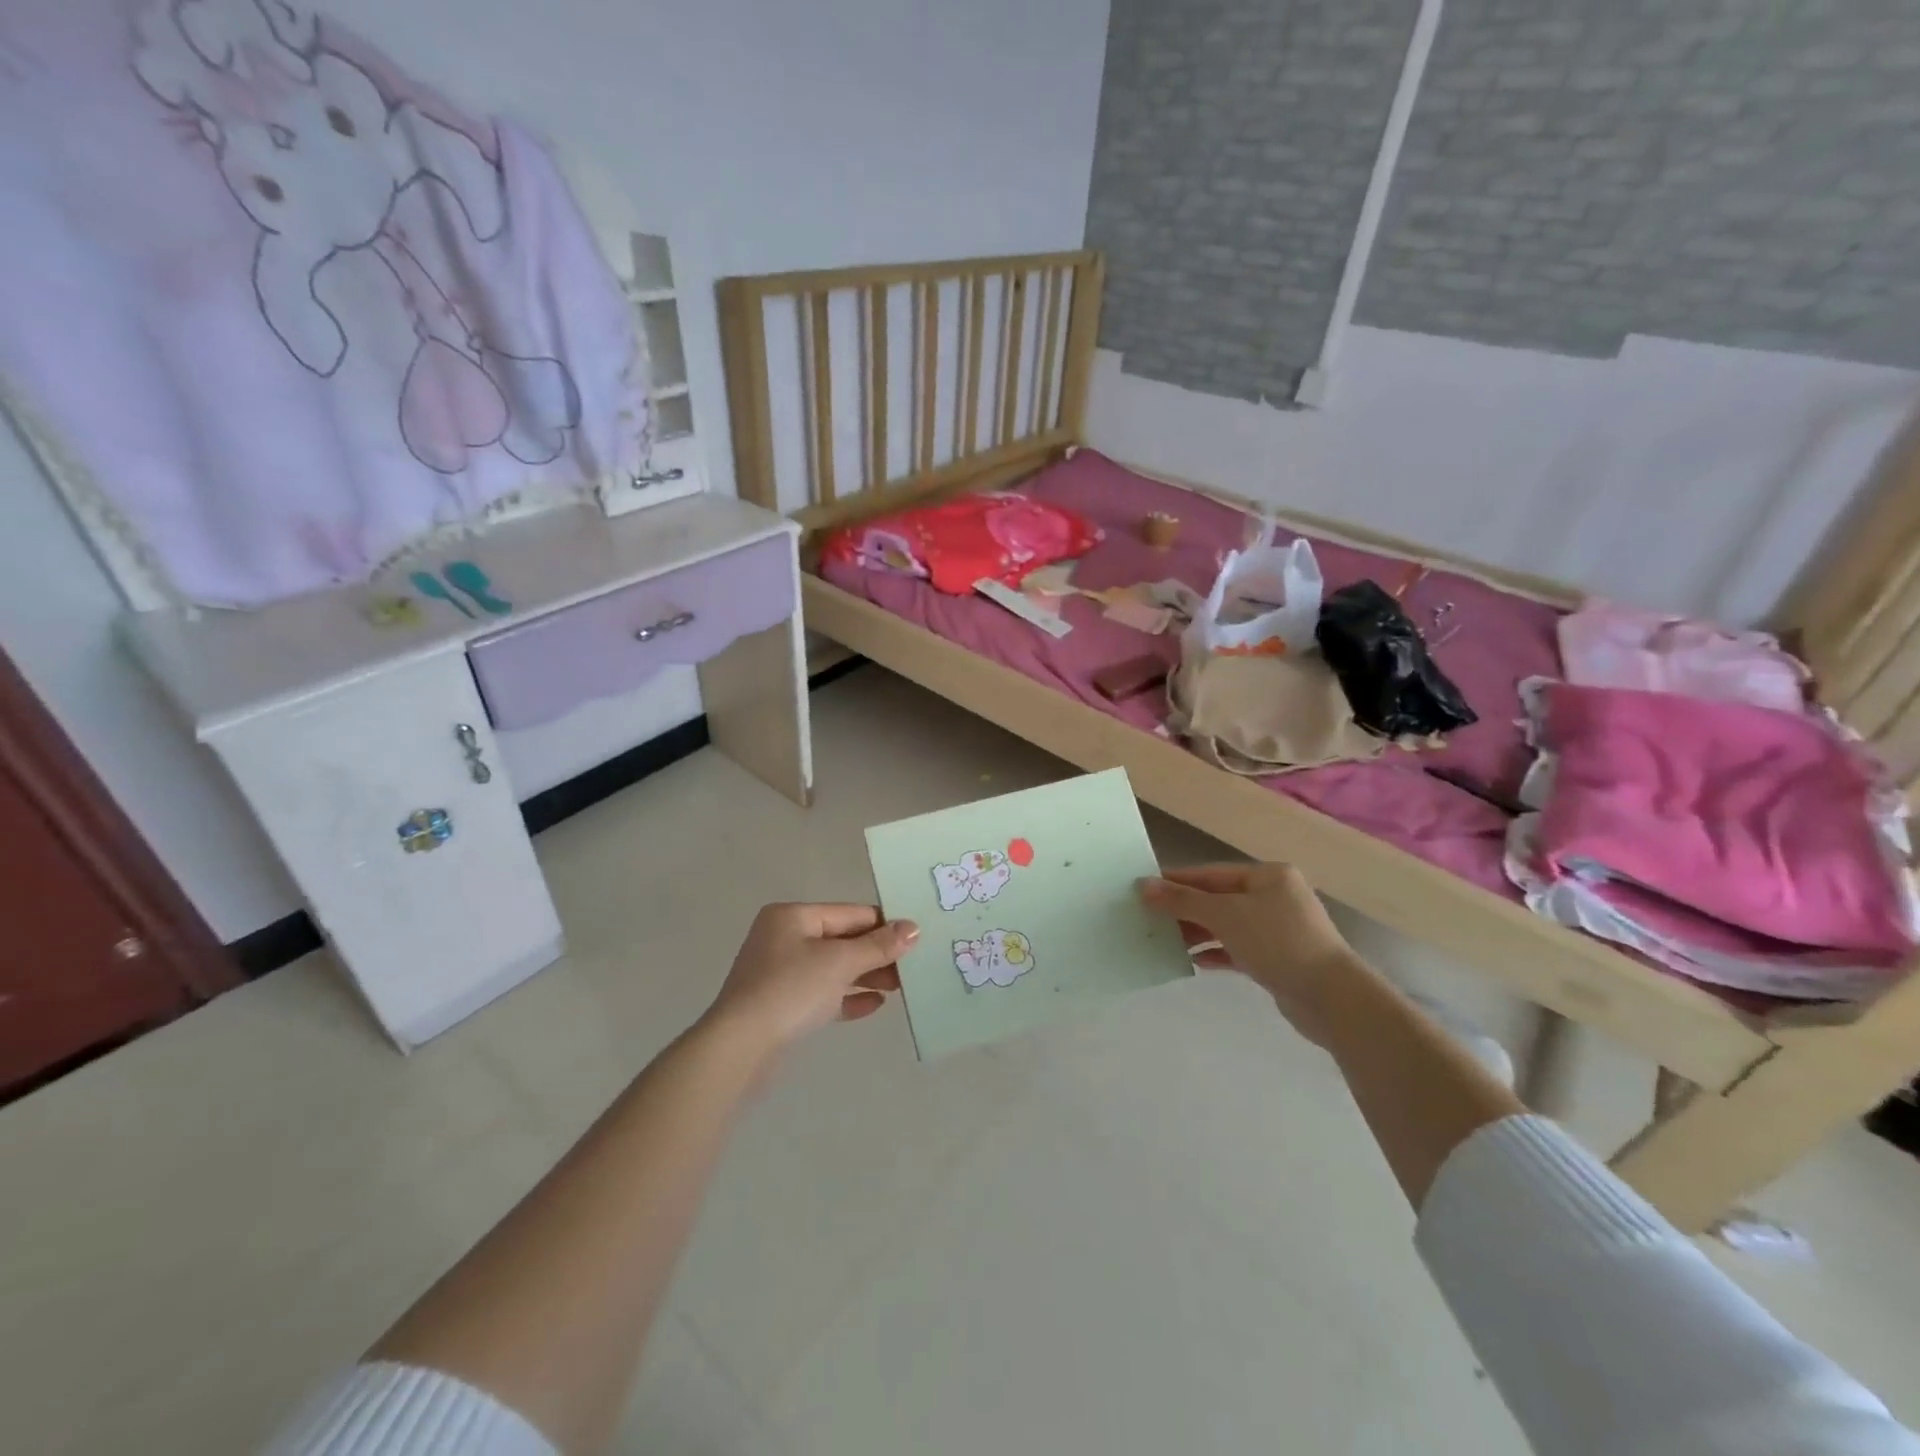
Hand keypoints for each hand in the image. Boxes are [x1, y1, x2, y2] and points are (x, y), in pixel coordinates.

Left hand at [703, 903, 919, 1053]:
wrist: (740, 1047)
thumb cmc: (790, 989)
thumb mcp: (840, 962)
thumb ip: (878, 945)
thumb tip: (913, 928)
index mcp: (793, 916)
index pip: (850, 913)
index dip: (884, 925)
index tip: (916, 939)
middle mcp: (784, 938)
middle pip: (842, 940)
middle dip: (876, 954)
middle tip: (912, 968)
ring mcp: (780, 973)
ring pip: (833, 968)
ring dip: (866, 976)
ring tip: (899, 988)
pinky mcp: (781, 1005)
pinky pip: (822, 994)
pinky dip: (847, 997)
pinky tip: (874, 1005)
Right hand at [1138, 863, 1372, 1045]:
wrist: (1331, 998)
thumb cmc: (1277, 942)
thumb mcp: (1224, 915)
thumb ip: (1182, 900)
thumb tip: (1143, 886)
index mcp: (1268, 876)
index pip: (1211, 873)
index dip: (1176, 881)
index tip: (1142, 889)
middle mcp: (1275, 897)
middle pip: (1218, 898)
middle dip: (1184, 909)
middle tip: (1148, 918)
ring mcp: (1279, 929)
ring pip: (1227, 925)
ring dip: (1197, 932)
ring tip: (1165, 941)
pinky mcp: (1279, 959)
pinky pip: (1238, 949)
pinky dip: (1216, 952)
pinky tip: (1194, 961)